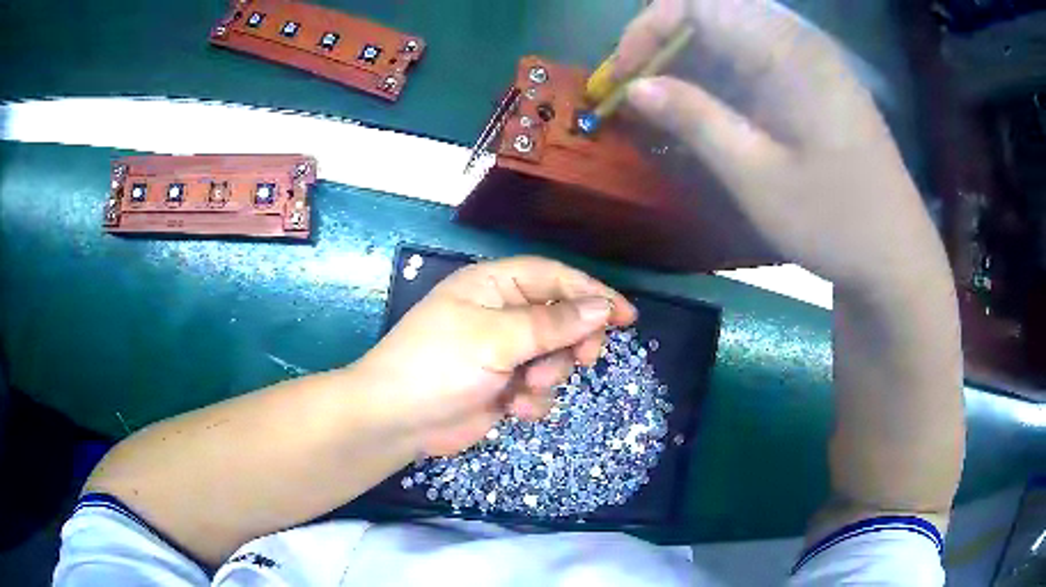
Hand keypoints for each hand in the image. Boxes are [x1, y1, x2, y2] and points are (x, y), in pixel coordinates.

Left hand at [356, 256, 636, 456]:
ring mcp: (502, 353)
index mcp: (494, 286)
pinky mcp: (502, 386)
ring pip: (554, 357)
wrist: (397, 420)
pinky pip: (538, 388)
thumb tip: (602, 307)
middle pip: (561, 318)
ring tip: (525, 387)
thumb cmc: (439, 365)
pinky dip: (533, 399)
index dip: (593, 293)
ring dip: (549, 374)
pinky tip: (513, 408)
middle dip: (573, 341)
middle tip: (583, 359)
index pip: (555, 278)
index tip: (626, 316)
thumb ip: (553, 323)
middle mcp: (501, 314)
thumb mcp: (497, 338)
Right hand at [617, 0, 946, 290]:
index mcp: (789, 52)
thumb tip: (635, 87)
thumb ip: (696, 119)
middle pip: (713, 11)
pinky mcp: (815, 83)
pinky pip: (755, 57)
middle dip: (663, 42)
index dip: (648, 28)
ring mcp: (811, 61)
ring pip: (732, 33)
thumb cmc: (835, 222)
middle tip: (635, 88)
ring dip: (689, 59)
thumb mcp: (758, 177)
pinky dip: (720, 74)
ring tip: (662, 100)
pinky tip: (707, 107)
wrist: (896, 257)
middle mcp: (799, 42)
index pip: (698, 3)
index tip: (621, 75)